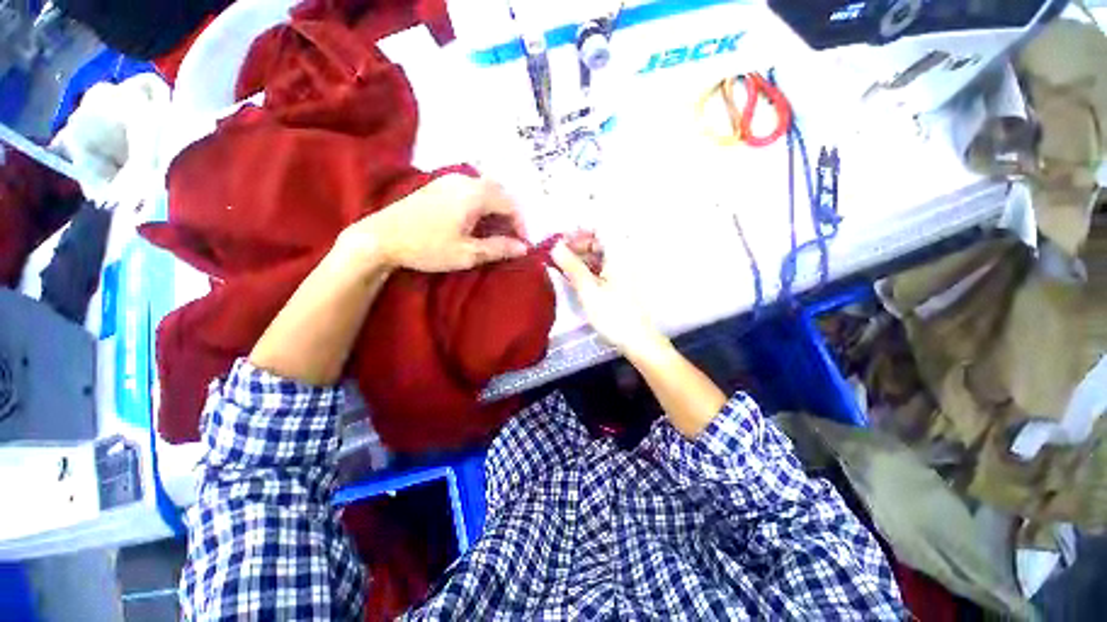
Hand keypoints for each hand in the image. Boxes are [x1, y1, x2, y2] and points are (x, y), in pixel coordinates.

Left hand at [348, 174, 529, 272]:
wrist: (381, 237)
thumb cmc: (427, 247)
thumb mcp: (467, 253)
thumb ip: (498, 248)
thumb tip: (523, 248)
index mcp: (475, 194)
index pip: (510, 204)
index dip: (520, 225)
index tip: (522, 244)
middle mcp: (465, 180)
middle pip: (500, 191)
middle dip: (510, 214)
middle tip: (511, 237)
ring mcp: (449, 179)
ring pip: (485, 188)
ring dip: (496, 207)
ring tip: (496, 230)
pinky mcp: (438, 184)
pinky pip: (471, 188)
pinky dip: (482, 202)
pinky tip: (476, 219)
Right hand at [551, 239, 665, 355]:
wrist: (637, 339)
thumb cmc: (613, 314)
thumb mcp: (588, 290)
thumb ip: (571, 266)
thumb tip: (555, 246)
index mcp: (619, 253)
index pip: (600, 227)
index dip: (579, 229)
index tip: (561, 240)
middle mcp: (624, 256)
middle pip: (600, 239)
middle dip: (578, 244)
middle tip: (558, 255)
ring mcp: (624, 269)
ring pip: (600, 254)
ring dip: (582, 257)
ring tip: (563, 267)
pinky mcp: (621, 281)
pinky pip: (603, 266)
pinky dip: (589, 268)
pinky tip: (576, 276)